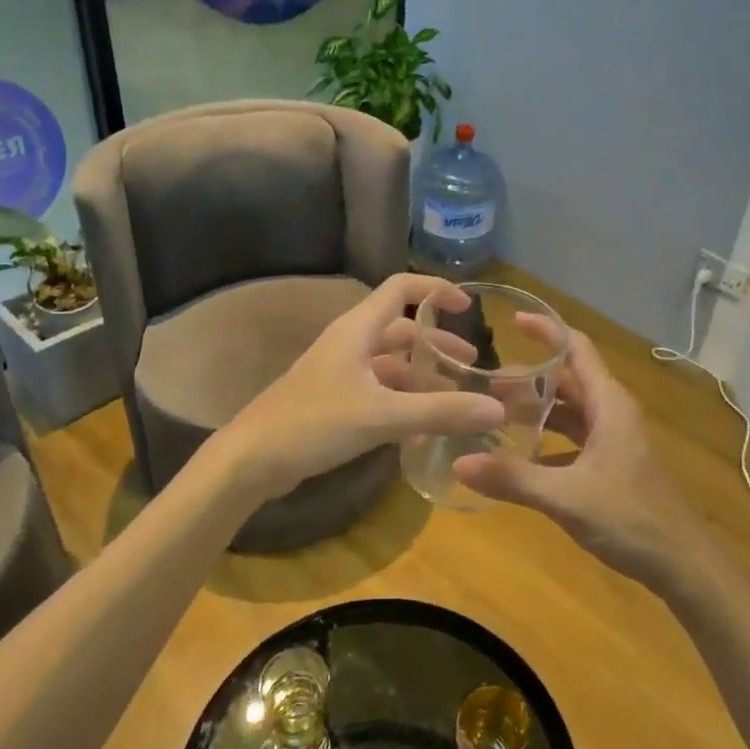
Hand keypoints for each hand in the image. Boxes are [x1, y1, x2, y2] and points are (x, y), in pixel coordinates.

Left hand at [218, 273, 503, 501]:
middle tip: (471, 365)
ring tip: (455, 398)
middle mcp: (349, 343)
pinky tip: (423, 425)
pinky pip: (379, 390)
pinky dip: (404, 399)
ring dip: (422, 375)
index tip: (468, 307)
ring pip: (390, 363)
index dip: (436, 289)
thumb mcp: (382, 416)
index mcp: (358, 329)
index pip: (401, 288)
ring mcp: (340, 373)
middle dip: (437, 343)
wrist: (251, 459)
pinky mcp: (334, 401)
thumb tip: (498, 409)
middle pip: (401, 330)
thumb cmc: (314, 423)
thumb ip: (440, 411)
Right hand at [454, 322, 706, 589]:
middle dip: (529, 377)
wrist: (685, 565)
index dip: (546, 330)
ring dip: (537, 409)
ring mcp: (615, 440)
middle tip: (485, 383)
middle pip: (568, 380)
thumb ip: (513, 478)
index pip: (576, 349)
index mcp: (608, 404)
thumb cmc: (632, 519)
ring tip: (495, 414)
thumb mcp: (567, 497)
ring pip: (571, 411)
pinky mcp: (614, 465)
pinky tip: (521, 457)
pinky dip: (548, 439)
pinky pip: (575, 439)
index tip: (511, 320)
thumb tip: (459, 462)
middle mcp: (612, 413)